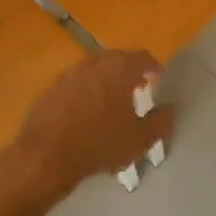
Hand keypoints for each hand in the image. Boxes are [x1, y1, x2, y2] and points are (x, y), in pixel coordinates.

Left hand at [3, 50, 175, 200]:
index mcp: (118, 69)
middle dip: (129, 70)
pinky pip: (76, 83)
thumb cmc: (99, 145)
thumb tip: (170, 108)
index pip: (142, 58)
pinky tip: (87, 111)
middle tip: (137, 87)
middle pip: (116, 58)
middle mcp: (93, 64)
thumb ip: (160, 121)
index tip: (158, 79)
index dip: (153, 67)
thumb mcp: (139, 140)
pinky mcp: (51, 89)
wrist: (45, 157)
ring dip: (106, 78)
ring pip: (94, 68)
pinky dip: (86, 90)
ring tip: (112, 99)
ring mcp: (68, 74)